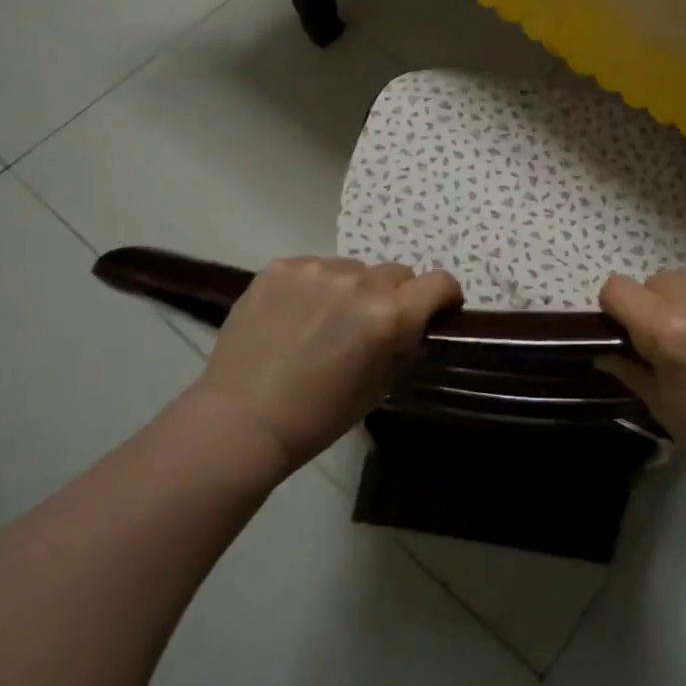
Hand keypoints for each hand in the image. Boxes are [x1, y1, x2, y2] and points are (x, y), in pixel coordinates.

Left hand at [188, 258, 461, 475]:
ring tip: (323, 322)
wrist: (242, 419)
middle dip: (392, 296)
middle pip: (396, 273)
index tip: (433, 311)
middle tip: (368, 326)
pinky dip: (314, 287)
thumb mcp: (380, 385)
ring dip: (351, 290)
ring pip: (353, 269)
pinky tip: (294, 316)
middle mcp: (360, 282)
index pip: (440, 282)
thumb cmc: (320, 415)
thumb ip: (403, 345)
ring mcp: (317, 269)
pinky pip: (315, 268)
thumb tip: (413, 326)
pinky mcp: (281, 267)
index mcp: (390, 315)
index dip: (442, 297)